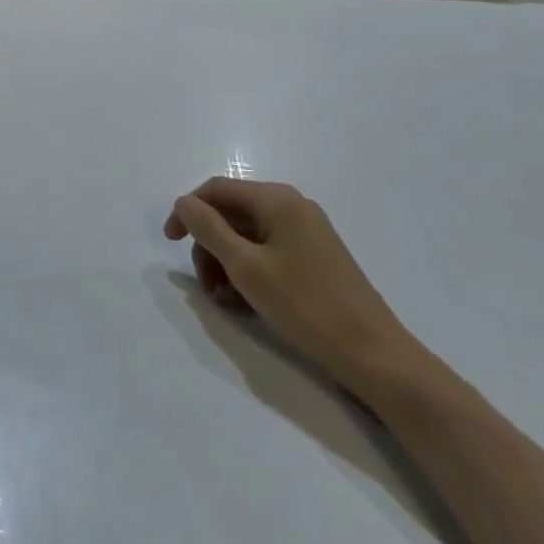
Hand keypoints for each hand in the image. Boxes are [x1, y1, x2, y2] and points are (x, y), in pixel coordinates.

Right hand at [165, 178, 417, 395]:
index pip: (216, 189)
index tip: (170, 243)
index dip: (187, 212)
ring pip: (247, 236)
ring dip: (226, 263)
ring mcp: (306, 232)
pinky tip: (246, 303)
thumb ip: (208, 229)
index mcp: (276, 200)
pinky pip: (268, 252)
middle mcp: (292, 207)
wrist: (373, 354)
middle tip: (205, 286)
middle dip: (209, 245)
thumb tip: (184, 201)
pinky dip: (249, 272)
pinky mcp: (315, 258)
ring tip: (225, 300)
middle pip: (231, 213)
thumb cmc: (305, 305)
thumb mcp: (246, 267)